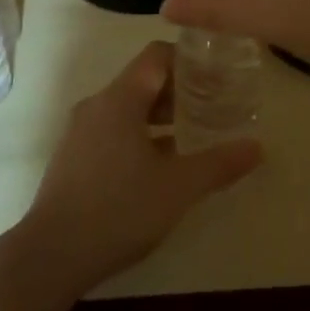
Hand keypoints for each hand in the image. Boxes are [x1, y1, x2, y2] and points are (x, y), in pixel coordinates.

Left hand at [18, 42, 261, 291]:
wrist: (51, 255)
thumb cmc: (119, 209)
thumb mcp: (178, 187)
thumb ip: (219, 164)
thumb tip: (258, 147)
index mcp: (120, 99)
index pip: (156, 56)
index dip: (189, 59)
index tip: (218, 74)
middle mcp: (97, 105)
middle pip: (142, 80)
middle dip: (179, 90)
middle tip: (213, 105)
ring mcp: (80, 132)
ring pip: (127, 108)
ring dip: (160, 115)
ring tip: (192, 133)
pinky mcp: (72, 157)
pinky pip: (112, 130)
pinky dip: (139, 134)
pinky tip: (160, 164)